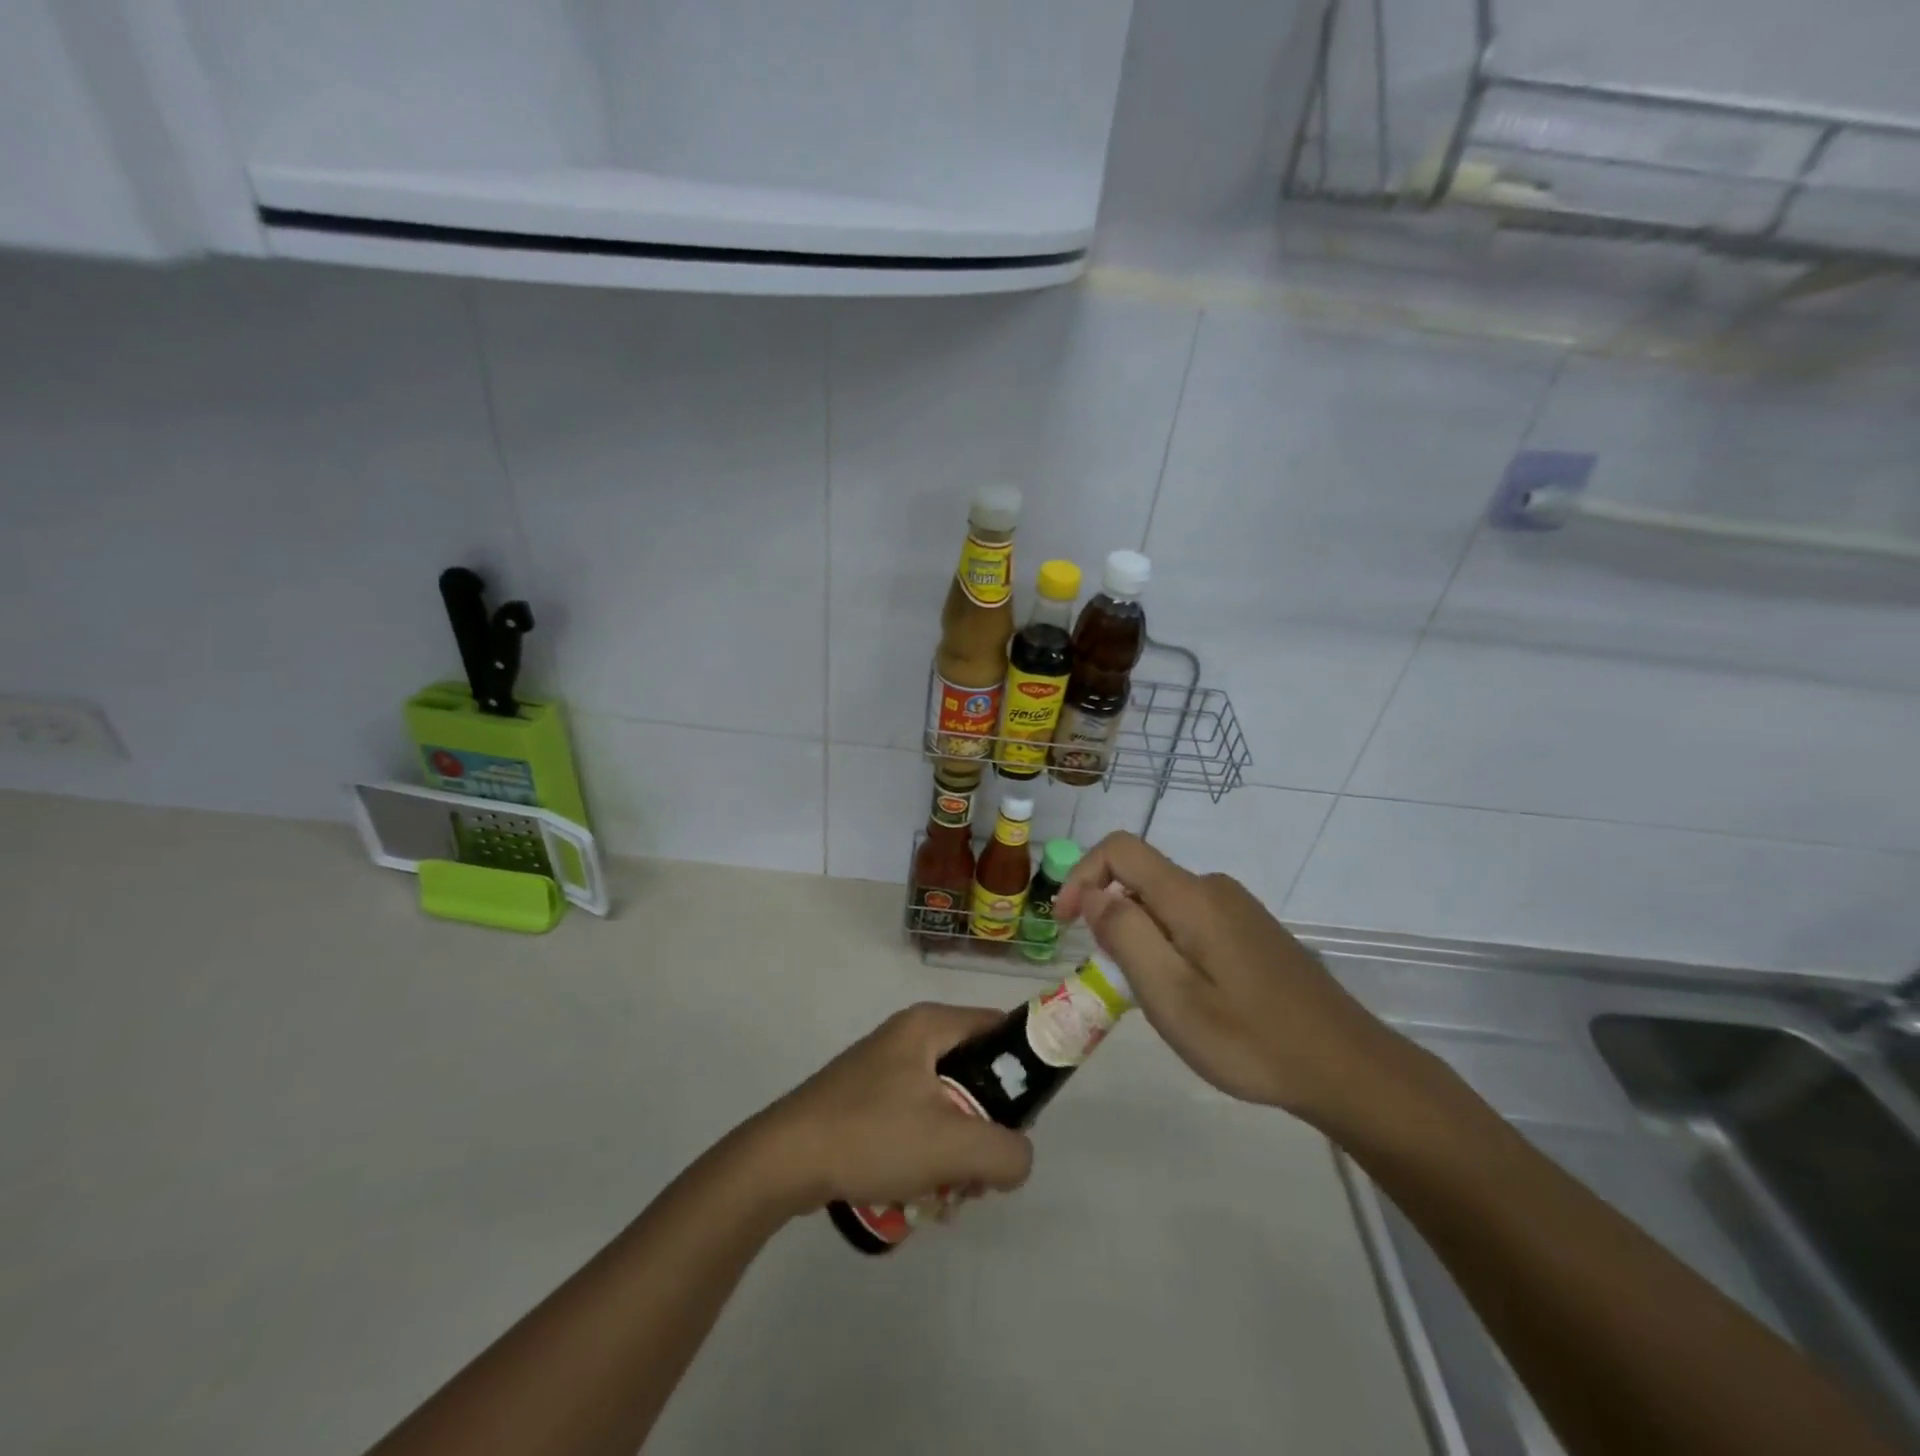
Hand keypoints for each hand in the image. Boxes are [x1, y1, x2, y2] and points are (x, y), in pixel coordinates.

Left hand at [744, 1004, 1033, 1212]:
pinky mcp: (864, 1099)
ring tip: (946, 1193)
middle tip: (980, 1171)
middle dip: (985, 1127)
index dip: (1023, 1066)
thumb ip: (1006, 1152)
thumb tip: (1019, 1158)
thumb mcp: (952, 1146)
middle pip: (973, 1073)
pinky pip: (915, 1120)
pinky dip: (925, 1154)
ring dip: (955, 1150)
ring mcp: (882, 1068)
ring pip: (945, 1104)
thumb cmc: (871, 1135)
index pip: (998, 1027)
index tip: (1027, 1116)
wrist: (783, 1161)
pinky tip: (916, 1193)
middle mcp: (908, 1036)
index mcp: (929, 1025)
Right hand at [1056, 833, 1405, 1125]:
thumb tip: (1092, 892)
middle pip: (1140, 878)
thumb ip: (1125, 936)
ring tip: (1156, 999)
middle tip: (1117, 982)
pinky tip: (1192, 997)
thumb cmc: (1251, 1040)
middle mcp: (1213, 889)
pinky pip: (1191, 921)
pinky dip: (1169, 946)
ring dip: (1141, 938)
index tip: (1066, 925)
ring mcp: (1237, 909)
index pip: (1119, 849)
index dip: (1081, 875)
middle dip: (1111, 919)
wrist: (1347, 1068)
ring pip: (1164, 904)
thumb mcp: (1172, 996)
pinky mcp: (1252, 931)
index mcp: (1191, 897)